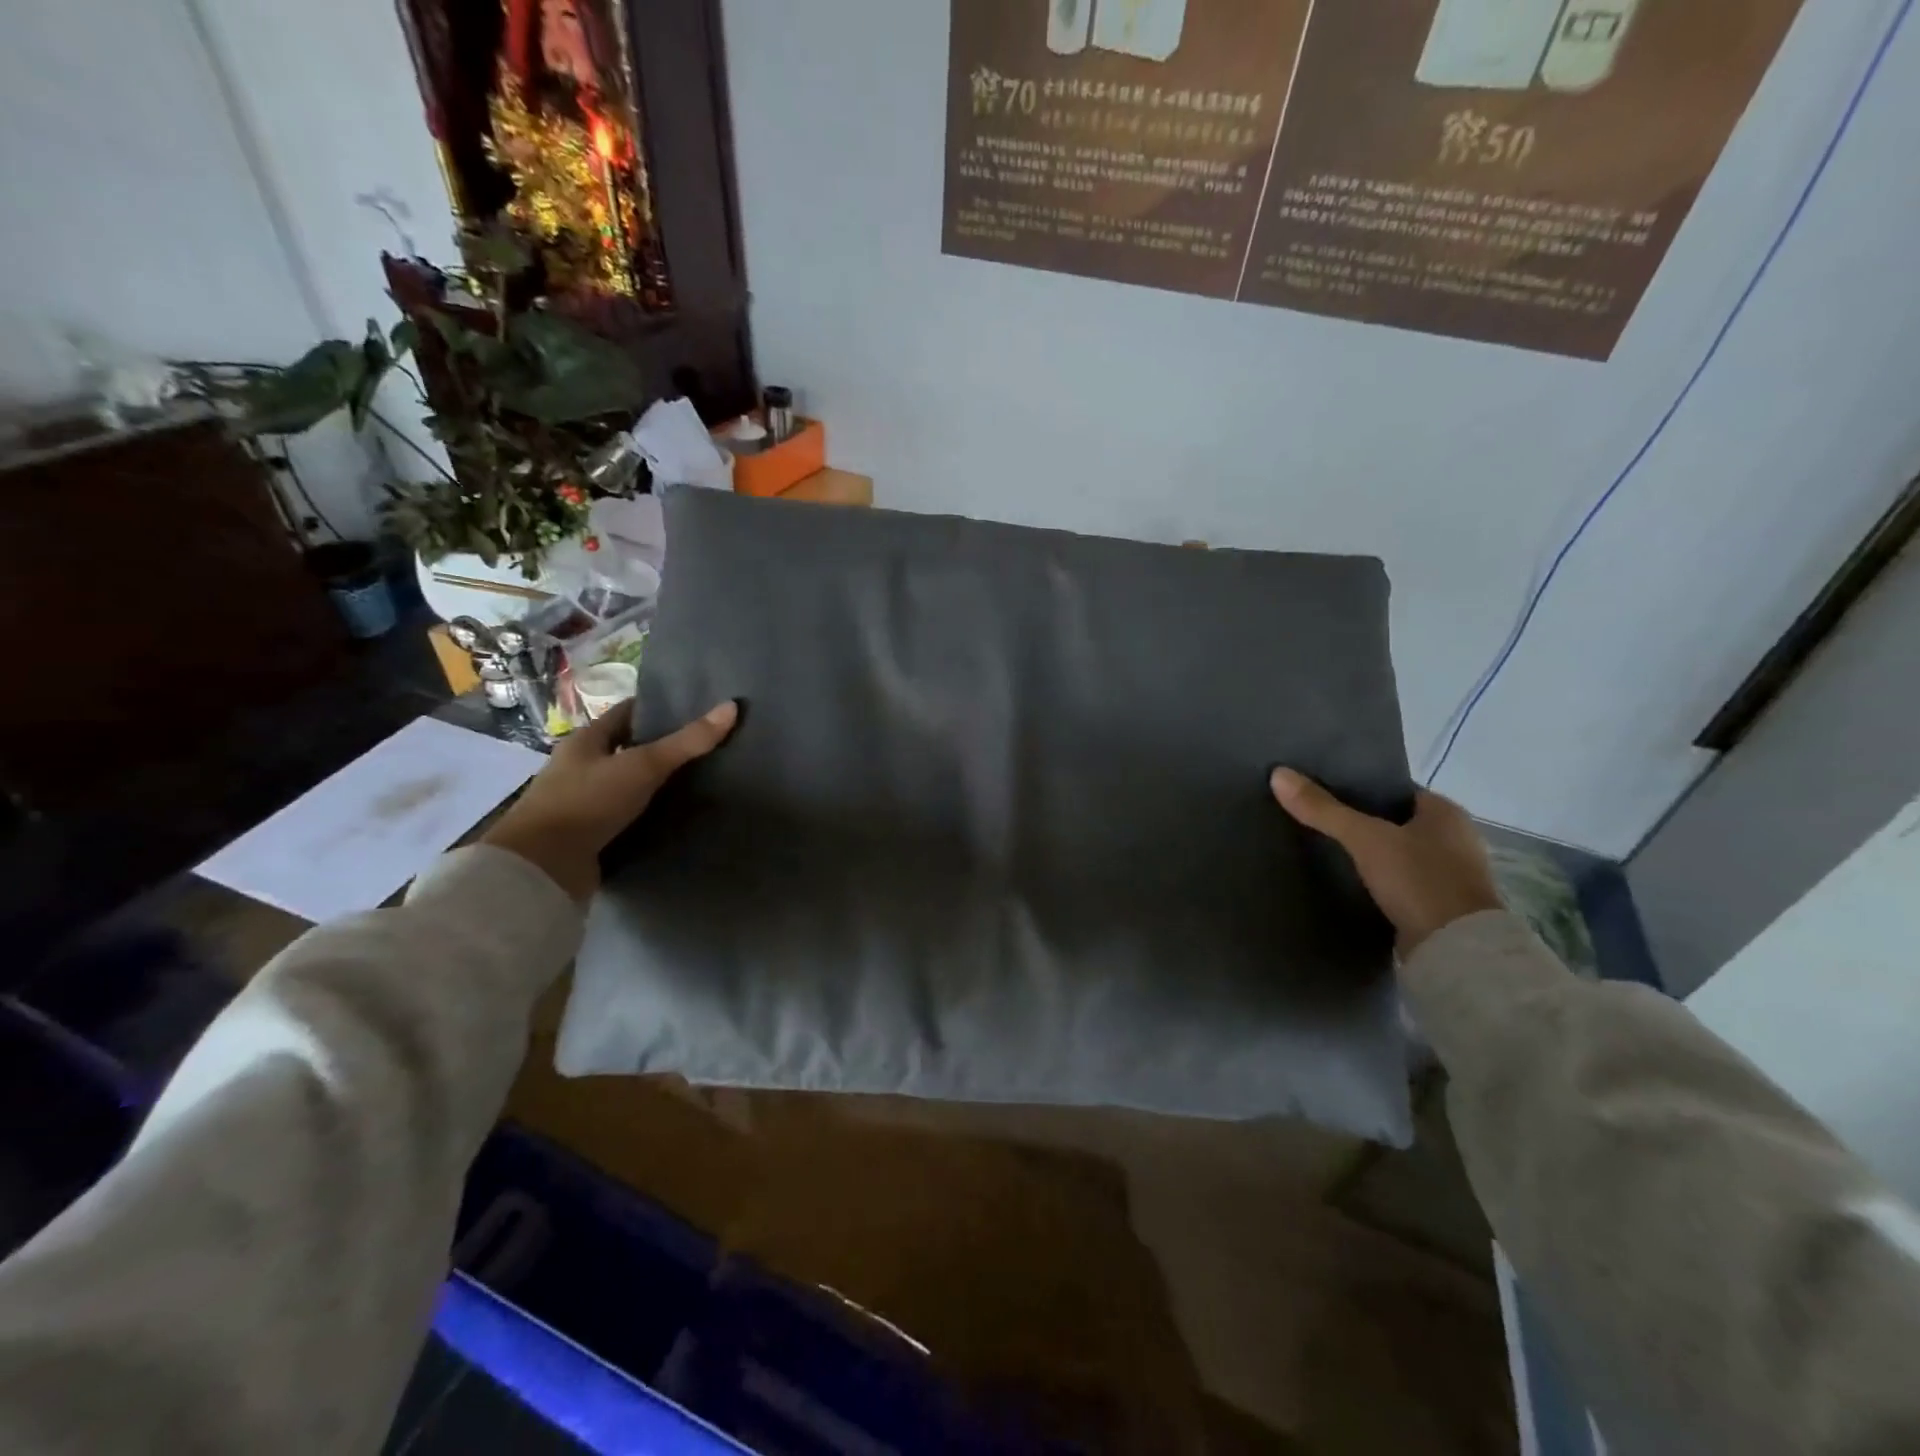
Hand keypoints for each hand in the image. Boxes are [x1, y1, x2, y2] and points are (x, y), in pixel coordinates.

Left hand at [483, 698, 737, 900]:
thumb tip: (732, 706)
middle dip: (659, 748)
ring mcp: (581, 802)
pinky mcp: (586, 834)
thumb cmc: (588, 802)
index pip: (626, 714)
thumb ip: (687, 741)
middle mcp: (580, 766)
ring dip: (653, 785)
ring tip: (697, 783)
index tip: (693, 710)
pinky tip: (671, 816)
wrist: (542, 868)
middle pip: (626, 748)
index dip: (657, 710)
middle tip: (703, 748)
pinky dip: (645, 814)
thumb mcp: (643, 766)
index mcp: (586, 741)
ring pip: (625, 784)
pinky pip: (623, 816)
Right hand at [1269, 769, 1501, 955]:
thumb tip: (1278, 774)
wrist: (1455, 950)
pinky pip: (1401, 880)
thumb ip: (1323, 809)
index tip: (1324, 791)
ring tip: (1327, 849)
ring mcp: (1451, 874)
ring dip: (1371, 853)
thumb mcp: (1365, 839)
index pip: (1396, 789)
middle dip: (1362, 822)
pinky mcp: (1440, 905)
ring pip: (1399, 852)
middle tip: (1318, 819)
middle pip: (1396, 821)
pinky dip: (1379, 879)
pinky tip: (1350, 880)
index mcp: (1447, 812)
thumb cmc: (1419, 880)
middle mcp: (1456, 838)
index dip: (1361, 788)